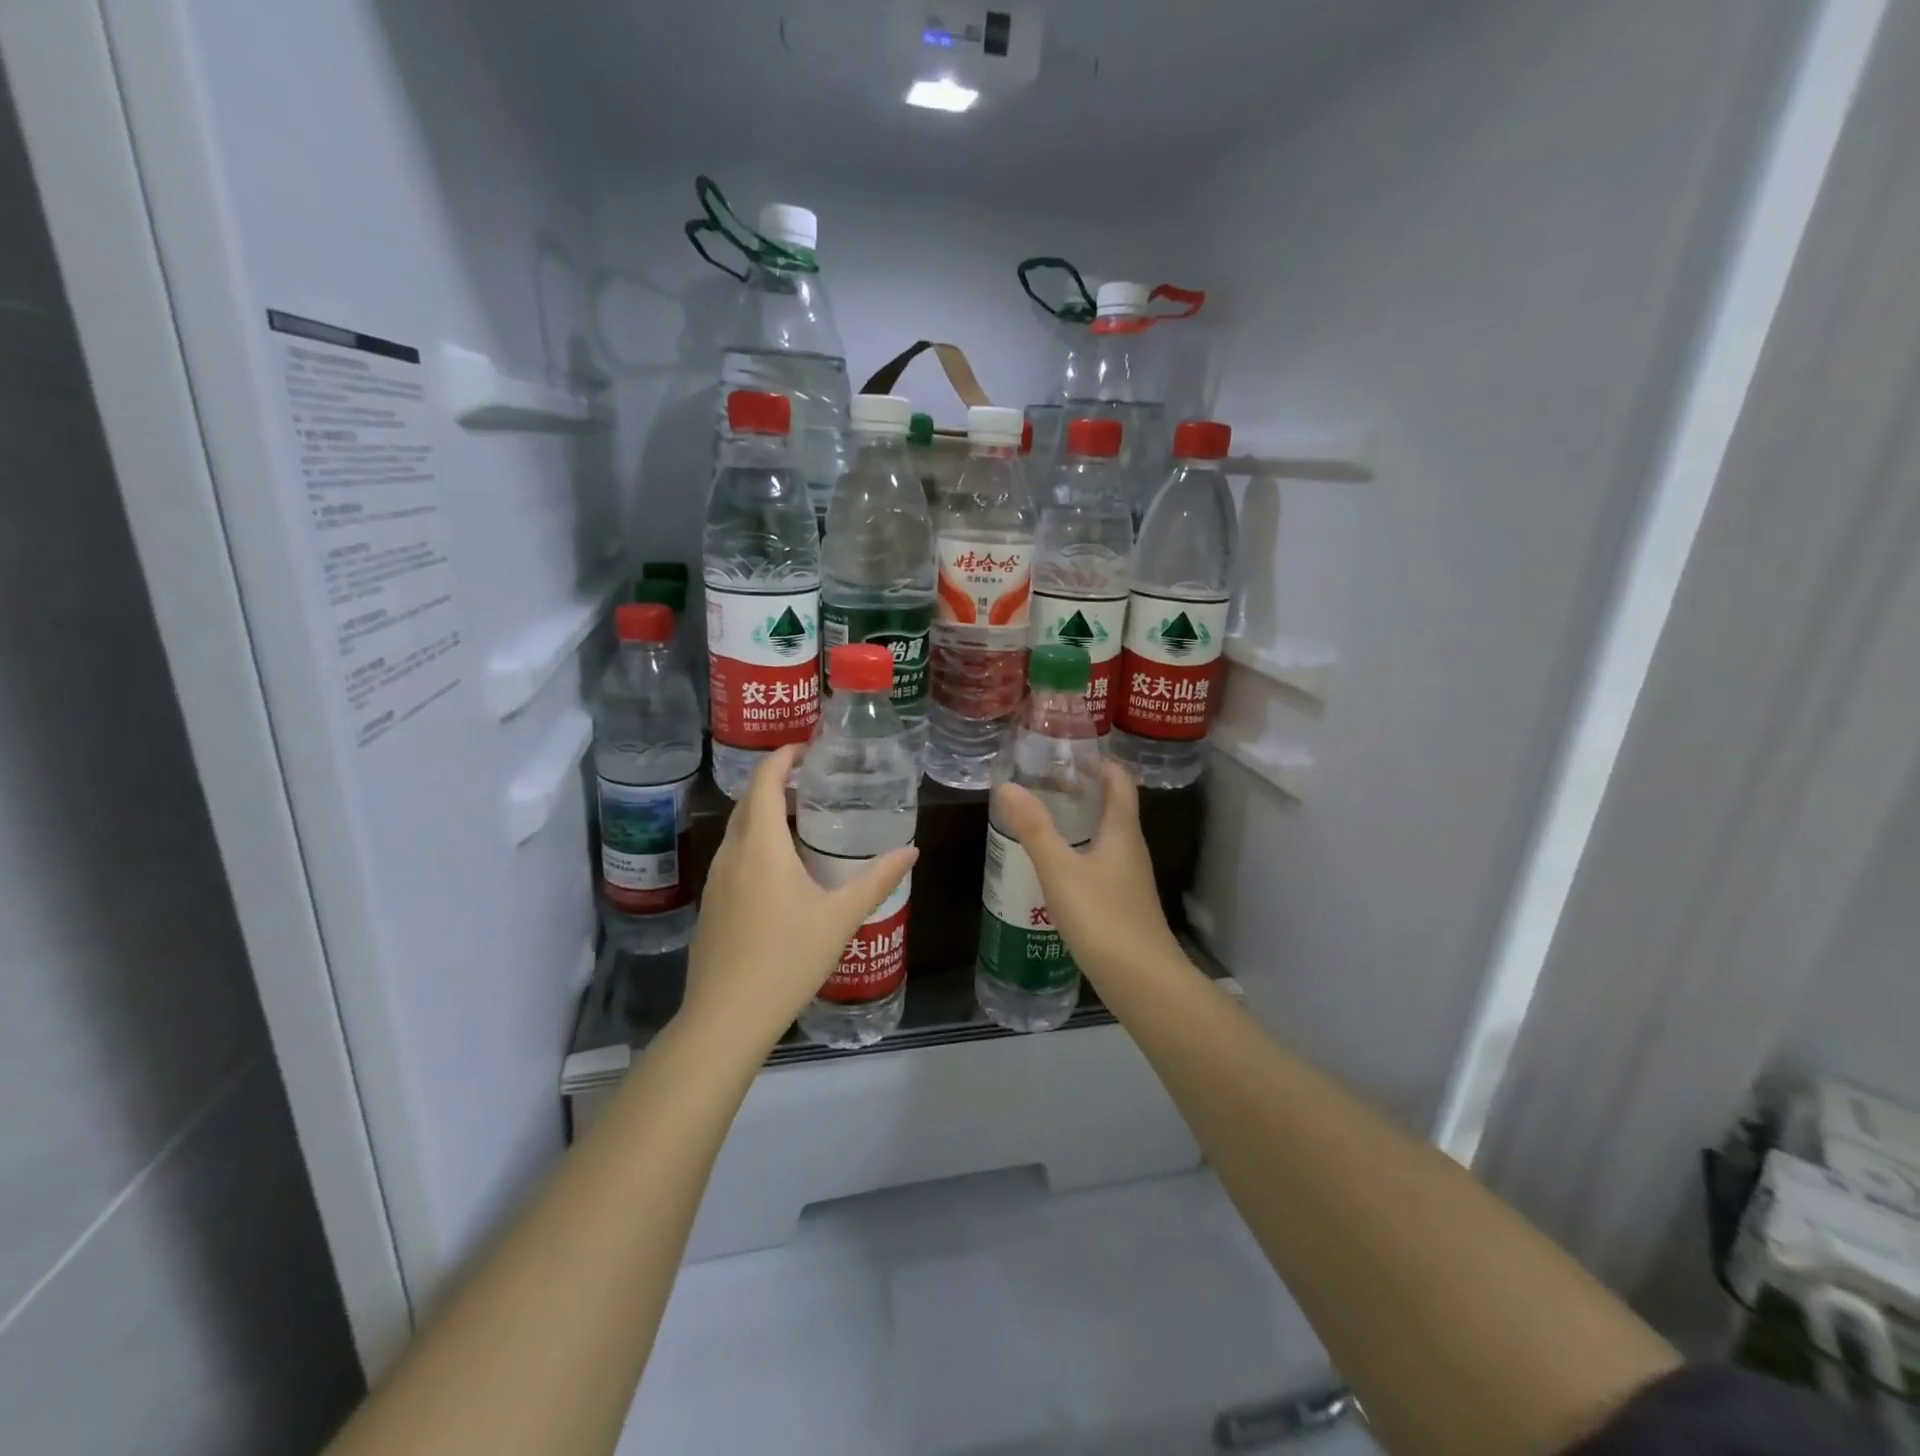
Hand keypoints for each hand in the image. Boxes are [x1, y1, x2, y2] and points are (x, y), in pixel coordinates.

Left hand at [680, 745, 917, 1052]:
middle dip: (775, 784)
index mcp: (761, 846)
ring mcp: (716, 881)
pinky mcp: (711, 906)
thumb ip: (877, 880)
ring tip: (801, 823)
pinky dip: (755, 846)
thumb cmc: (788, 958)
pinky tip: (780, 873)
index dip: (782, 757)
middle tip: (812, 783)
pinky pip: (733, 859)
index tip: (806, 747)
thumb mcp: (841, 916)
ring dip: (764, 817)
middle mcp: (732, 854)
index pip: (764, 782)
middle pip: (748, 803)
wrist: (727, 1017)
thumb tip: (911, 850)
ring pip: (738, 832)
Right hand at [990, 761, 1182, 986]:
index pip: (1118, 781)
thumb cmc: (1103, 918)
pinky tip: (1053, 865)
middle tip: (1042, 779)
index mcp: (1122, 831)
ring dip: (1078, 821)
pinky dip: (1078, 851)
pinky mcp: (1121, 904)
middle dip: (1081, 789)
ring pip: (1105, 836)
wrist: (1143, 983)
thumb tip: (1006, 785)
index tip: (1066, 750)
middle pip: (1111, 806)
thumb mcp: (1061, 870)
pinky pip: (1099, 863)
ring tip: (1042, 816)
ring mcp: (1128, 879)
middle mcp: (1130, 849)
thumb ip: (1034, 829)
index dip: (1098, 761)